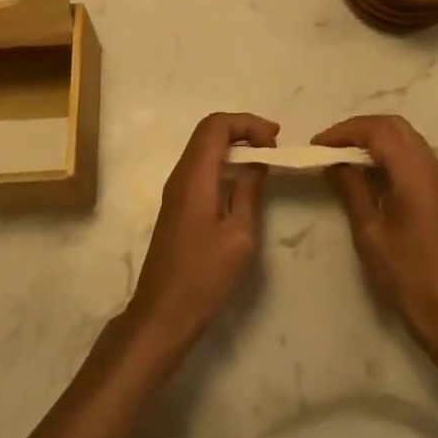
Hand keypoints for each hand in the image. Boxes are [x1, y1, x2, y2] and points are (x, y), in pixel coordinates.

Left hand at [127, 113, 277, 351]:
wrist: (163, 313)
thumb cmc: (204, 275)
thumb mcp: (240, 234)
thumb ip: (248, 191)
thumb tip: (257, 163)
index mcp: (195, 175)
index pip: (216, 125)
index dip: (247, 123)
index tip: (274, 139)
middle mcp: (181, 174)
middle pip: (208, 131)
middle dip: (242, 129)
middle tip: (273, 144)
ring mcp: (176, 190)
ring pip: (204, 149)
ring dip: (233, 146)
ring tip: (264, 159)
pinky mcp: (177, 205)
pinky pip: (201, 168)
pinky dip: (224, 163)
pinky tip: (243, 182)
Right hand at [313, 116, 437, 356]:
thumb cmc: (407, 277)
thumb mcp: (369, 234)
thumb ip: (352, 189)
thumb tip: (334, 162)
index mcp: (415, 175)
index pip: (378, 131)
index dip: (345, 131)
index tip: (318, 144)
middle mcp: (433, 169)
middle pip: (396, 127)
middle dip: (361, 128)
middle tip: (332, 145)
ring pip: (409, 139)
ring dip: (377, 139)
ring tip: (347, 156)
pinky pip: (417, 157)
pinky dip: (392, 154)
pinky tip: (373, 174)